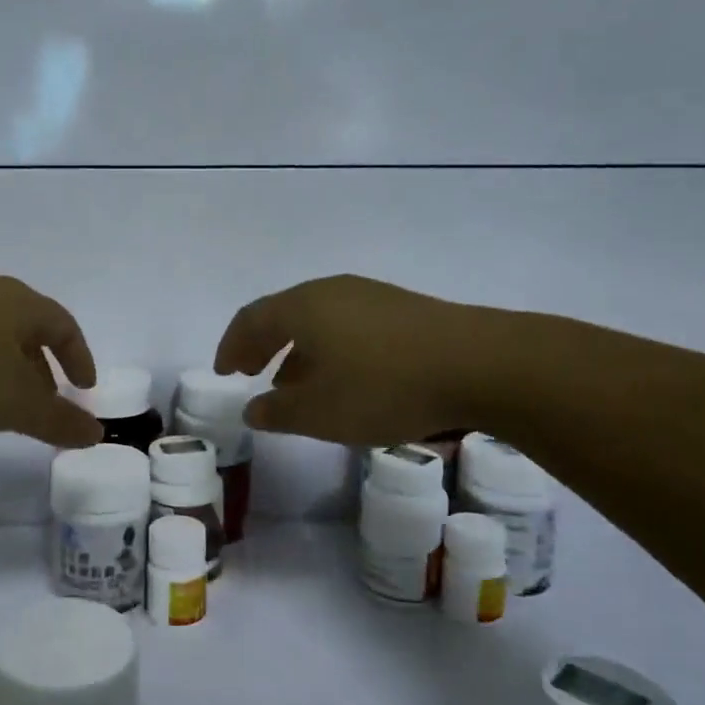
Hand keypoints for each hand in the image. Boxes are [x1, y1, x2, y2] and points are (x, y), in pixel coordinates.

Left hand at [0, 277, 102, 446]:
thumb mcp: (13, 403)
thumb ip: (58, 419)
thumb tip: (97, 431)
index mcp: (18, 303)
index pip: (65, 325)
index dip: (80, 358)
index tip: (85, 389)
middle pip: (27, 329)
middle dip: (42, 368)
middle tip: (45, 404)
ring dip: (5, 370)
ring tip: (0, 405)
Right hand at [213, 274, 522, 446]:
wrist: (480, 364)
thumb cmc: (384, 387)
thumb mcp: (320, 412)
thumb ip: (277, 412)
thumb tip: (252, 409)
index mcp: (302, 307)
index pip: (251, 319)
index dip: (231, 345)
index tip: (224, 372)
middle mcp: (331, 291)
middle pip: (283, 313)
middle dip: (262, 345)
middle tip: (250, 372)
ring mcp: (370, 295)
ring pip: (318, 320)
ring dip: (297, 350)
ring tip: (293, 383)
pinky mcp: (402, 309)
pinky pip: (347, 325)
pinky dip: (329, 349)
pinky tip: (344, 378)